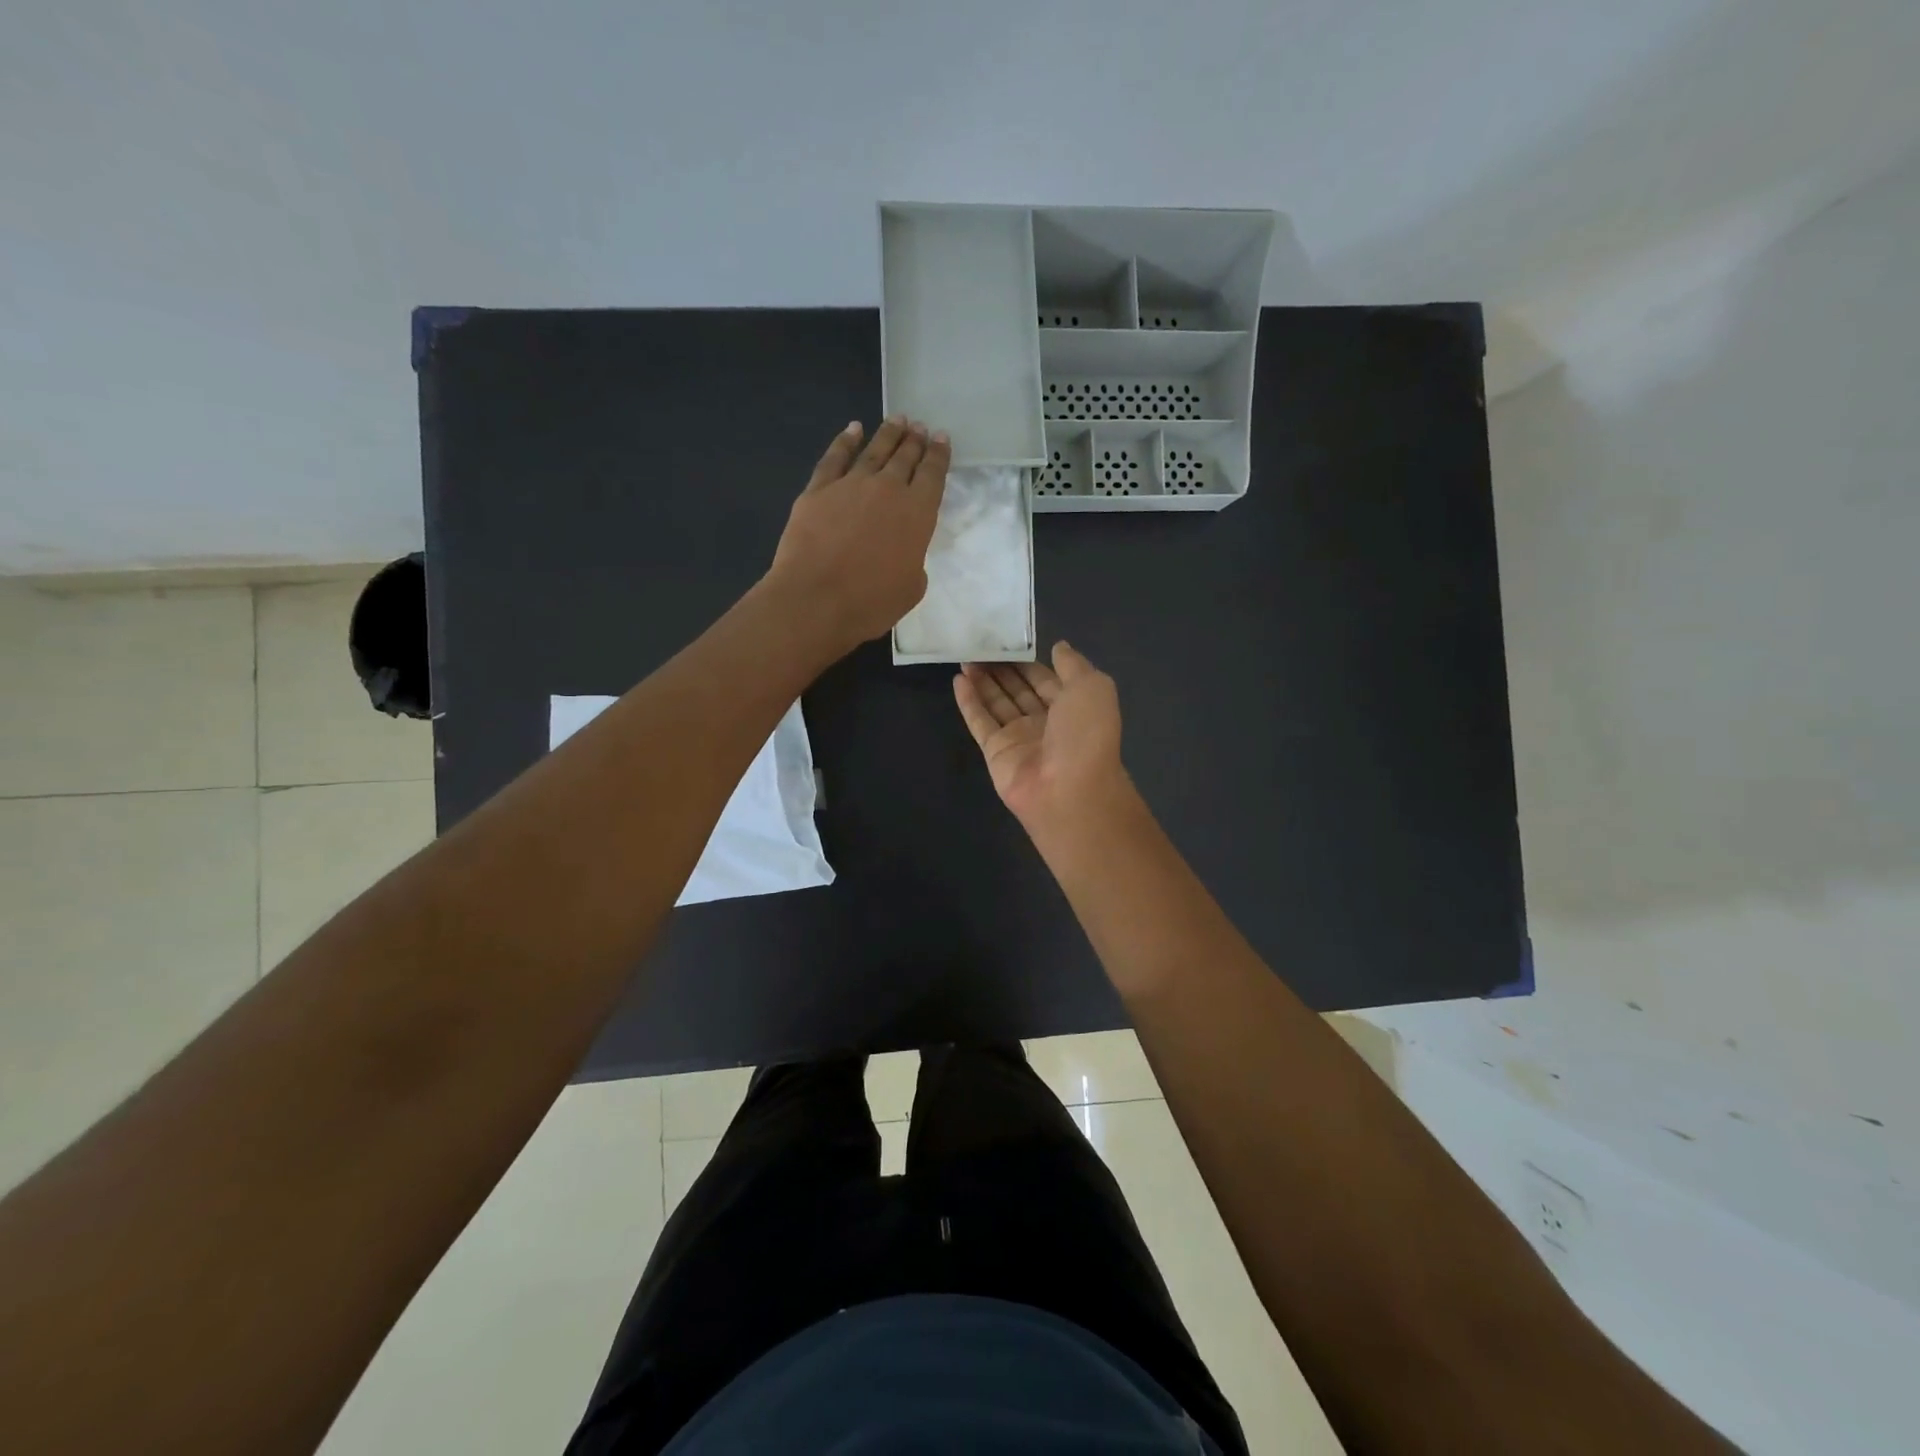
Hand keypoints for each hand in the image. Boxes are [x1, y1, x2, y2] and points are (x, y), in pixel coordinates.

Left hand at [764, 416, 949, 653]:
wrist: (816, 599)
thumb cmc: (871, 602)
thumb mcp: (911, 588)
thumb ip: (913, 560)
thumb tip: (903, 550)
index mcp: (918, 513)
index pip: (933, 474)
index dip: (938, 454)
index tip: (941, 438)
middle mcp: (888, 489)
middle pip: (905, 457)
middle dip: (914, 440)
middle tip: (919, 427)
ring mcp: (850, 485)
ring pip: (874, 450)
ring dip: (888, 434)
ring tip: (897, 420)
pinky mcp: (818, 490)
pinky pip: (834, 458)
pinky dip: (845, 441)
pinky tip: (852, 429)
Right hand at [953, 644, 1135, 837]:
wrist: (1069, 789)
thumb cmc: (1085, 734)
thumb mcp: (1092, 687)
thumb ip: (1073, 665)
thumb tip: (1058, 647)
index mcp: (1072, 708)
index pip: (1046, 680)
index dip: (1028, 661)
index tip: (1008, 640)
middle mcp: (1045, 723)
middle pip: (1019, 690)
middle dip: (1002, 669)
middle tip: (980, 644)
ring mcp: (1019, 738)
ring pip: (997, 703)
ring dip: (983, 681)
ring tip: (965, 656)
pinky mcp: (995, 752)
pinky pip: (980, 722)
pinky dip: (968, 701)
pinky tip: (957, 679)